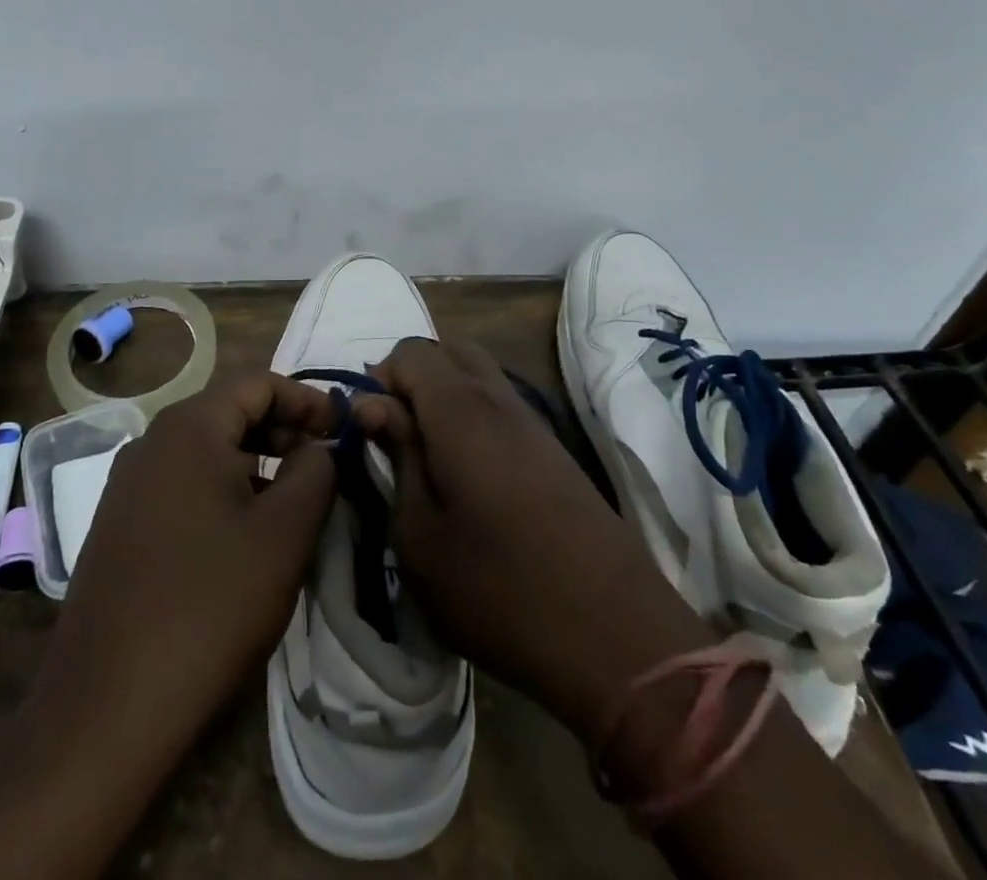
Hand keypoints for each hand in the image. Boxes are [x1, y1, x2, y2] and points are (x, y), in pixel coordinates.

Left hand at [0, 375, 340, 879]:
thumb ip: (315, 472)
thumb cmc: (210, 605)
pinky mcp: (119, 524)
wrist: (106, 707)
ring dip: (255, 460)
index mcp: (189, 428)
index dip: (306, 399)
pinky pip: (182, 483)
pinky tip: (243, 532)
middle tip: (322, 463)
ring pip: (206, 450)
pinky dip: (222, 488)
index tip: (342, 429)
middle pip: (229, 411)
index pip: (257, 383)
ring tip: (291, 498)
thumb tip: (320, 447)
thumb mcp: (284, 533)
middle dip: (282, 428)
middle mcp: (151, 442)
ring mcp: (127, 484)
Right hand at [354, 339, 707, 747]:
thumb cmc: (497, 590)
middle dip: (413, 377)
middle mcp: (500, 398)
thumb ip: (396, 456)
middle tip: (398, 435)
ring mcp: (534, 421)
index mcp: (460, 409)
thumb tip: (374, 405)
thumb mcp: (419, 535)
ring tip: (429, 458)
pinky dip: (474, 416)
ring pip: (479, 374)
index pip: (410, 350)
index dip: (380, 380)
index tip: (371, 433)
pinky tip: (469, 475)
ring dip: (445, 396)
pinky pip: (502, 404)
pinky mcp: (554, 449)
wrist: (615, 638)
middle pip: (449, 349)